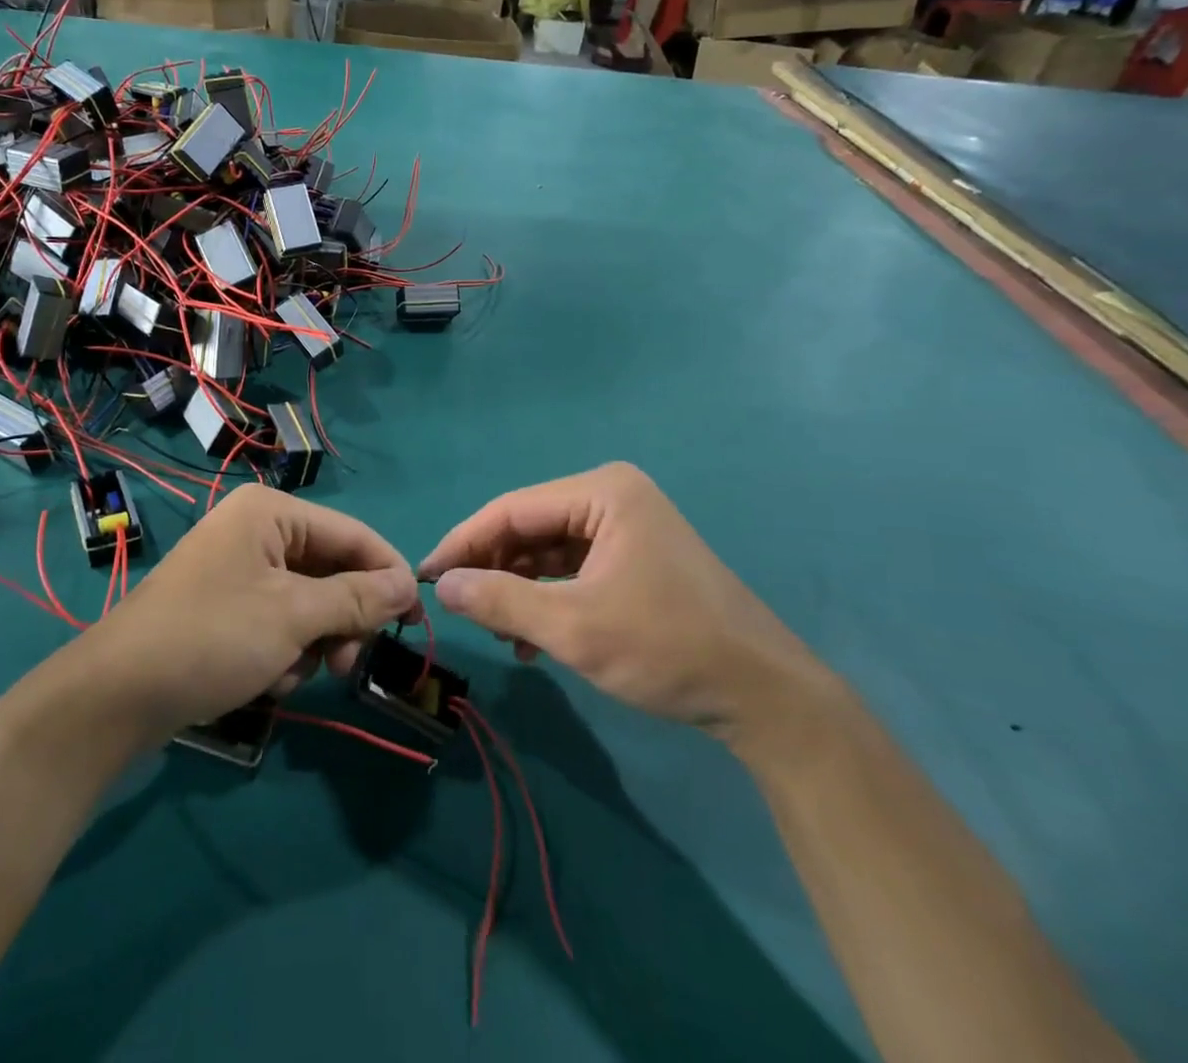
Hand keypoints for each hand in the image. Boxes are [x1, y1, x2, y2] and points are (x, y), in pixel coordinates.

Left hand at [72, 486, 417, 741]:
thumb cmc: (212, 638)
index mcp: (271, 513)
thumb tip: (408, 586)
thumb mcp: (294, 617)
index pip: (352, 534)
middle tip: (346, 663)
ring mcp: (238, 569)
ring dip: (310, 643)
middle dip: (341, 621)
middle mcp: (256, 531)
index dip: (387, 575)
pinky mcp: (225, 606)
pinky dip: (282, 652)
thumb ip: (357, 599)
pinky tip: (264, 679)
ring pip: (307, 603)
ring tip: (289, 674)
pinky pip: (278, 621)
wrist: (116, 696)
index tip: (414, 621)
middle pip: (330, 571)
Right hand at [420, 463, 822, 744]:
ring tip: (495, 631)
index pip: (511, 509)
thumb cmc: (666, 647)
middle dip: (492, 568)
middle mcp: (612, 496)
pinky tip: (530, 640)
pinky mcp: (633, 558)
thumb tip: (441, 584)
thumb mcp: (573, 627)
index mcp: (602, 491)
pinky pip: (572, 569)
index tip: (425, 575)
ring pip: (548, 551)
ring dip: (518, 588)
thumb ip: (499, 600)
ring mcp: (626, 527)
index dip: (463, 541)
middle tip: (459, 607)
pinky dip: (547, 598)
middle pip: (529, 527)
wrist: (763, 695)